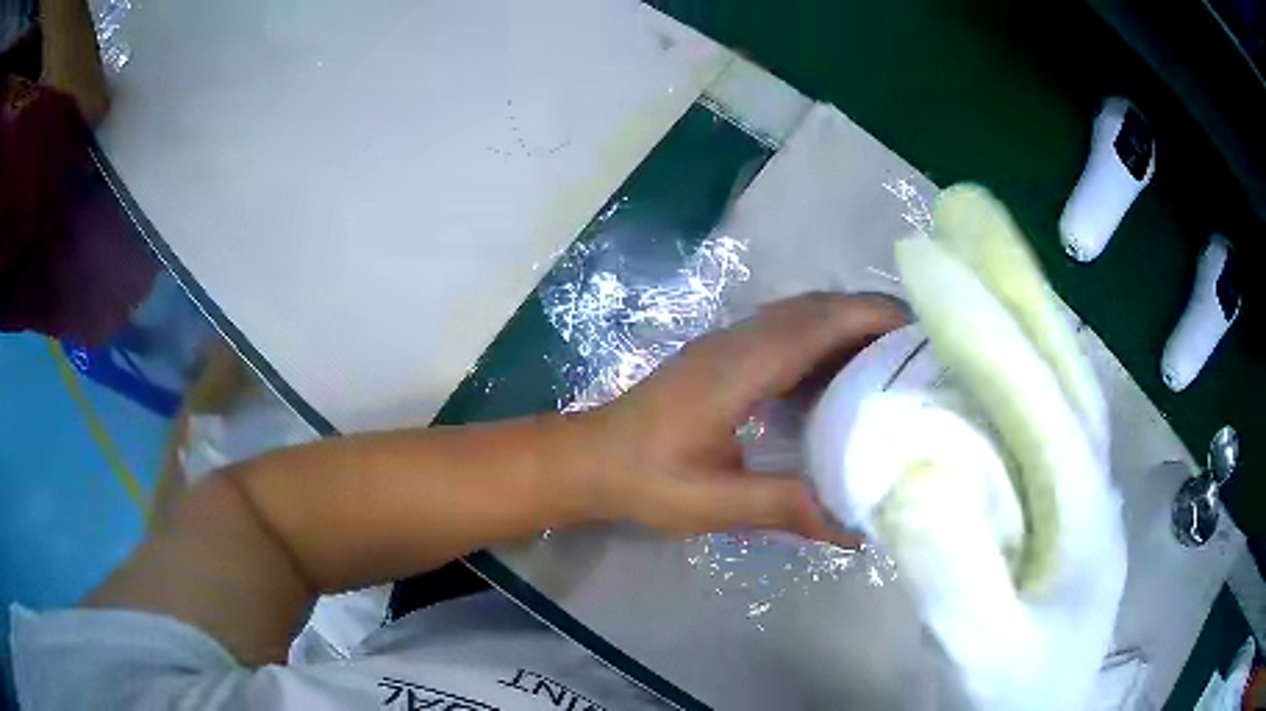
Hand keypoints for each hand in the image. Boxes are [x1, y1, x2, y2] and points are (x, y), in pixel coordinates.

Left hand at [581, 292, 904, 541]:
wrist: (589, 459)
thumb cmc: (646, 480)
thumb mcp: (716, 502)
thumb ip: (786, 509)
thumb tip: (853, 533)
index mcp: (739, 368)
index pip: (818, 324)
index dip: (871, 318)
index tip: (918, 331)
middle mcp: (737, 342)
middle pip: (815, 308)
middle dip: (869, 316)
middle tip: (916, 348)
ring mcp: (726, 344)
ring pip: (800, 315)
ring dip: (846, 324)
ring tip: (889, 358)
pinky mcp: (721, 355)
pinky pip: (783, 332)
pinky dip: (821, 341)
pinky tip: (838, 377)